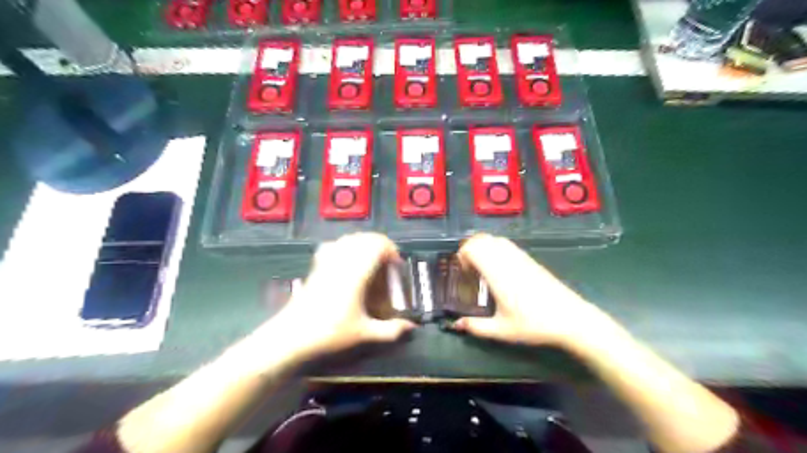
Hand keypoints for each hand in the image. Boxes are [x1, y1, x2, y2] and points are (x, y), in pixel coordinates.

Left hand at [268, 233, 415, 361]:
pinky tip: (347, 258)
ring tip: (371, 259)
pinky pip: (332, 245)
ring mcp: (327, 262)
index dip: (391, 250)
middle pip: (364, 238)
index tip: (396, 265)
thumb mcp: (364, 333)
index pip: (376, 245)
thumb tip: (412, 327)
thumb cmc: (330, 333)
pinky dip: (344, 245)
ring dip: (364, 243)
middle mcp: (342, 262)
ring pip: (348, 238)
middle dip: (380, 245)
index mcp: (356, 273)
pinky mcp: (316, 267)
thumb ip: (390, 330)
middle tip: (387, 263)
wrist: (291, 336)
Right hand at [451, 235, 615, 351]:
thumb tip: (456, 325)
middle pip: (482, 239)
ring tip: (481, 267)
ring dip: (483, 247)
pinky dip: (496, 249)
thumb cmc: (534, 324)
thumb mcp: (502, 330)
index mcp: (497, 273)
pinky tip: (499, 269)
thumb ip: (476, 327)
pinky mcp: (530, 260)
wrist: (571, 319)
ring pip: (496, 239)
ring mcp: (521, 257)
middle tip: (468, 268)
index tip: (462, 271)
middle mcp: (507, 259)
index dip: (462, 254)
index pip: (474, 248)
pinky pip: (508, 245)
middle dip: (470, 249)